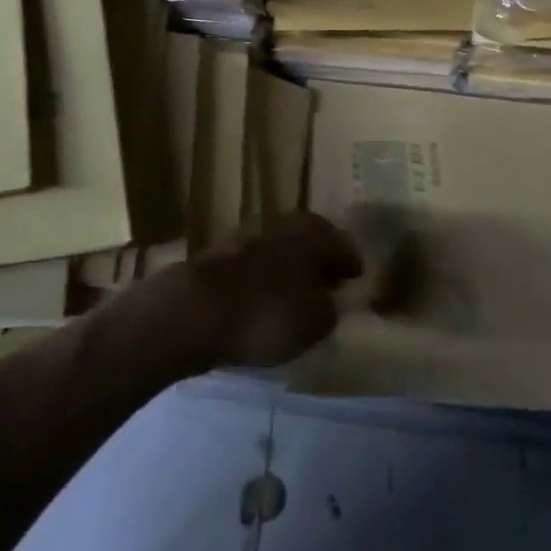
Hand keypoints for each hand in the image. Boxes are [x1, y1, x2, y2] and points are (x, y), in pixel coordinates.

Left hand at [172, 213, 362, 369]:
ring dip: (288, 265)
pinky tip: (262, 297)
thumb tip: (327, 302)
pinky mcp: (219, 255)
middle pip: (306, 237)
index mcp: (310, 235)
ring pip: (278, 247)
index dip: (349, 260)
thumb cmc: (265, 314)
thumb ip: (327, 310)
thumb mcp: (313, 323)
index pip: (339, 241)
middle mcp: (281, 226)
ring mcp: (246, 236)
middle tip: (326, 280)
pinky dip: (263, 276)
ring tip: (294, 292)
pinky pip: (253, 262)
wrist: (195, 310)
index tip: (355, 276)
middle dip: (318, 257)